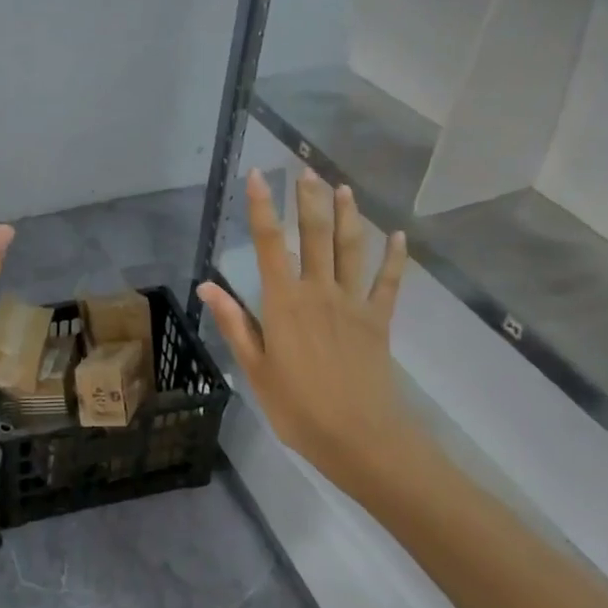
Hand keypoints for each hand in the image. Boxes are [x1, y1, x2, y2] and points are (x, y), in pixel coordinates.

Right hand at [197, 168, 423, 495]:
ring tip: (343, 187)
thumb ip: (235, 323)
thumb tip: (208, 285)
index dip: (262, 208)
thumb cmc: (297, 408)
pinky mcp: (380, 320)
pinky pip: (390, 283)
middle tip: (305, 169)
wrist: (359, 438)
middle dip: (308, 199)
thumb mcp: (255, 368)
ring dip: (348, 216)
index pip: (269, 244)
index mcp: (284, 303)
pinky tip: (400, 236)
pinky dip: (396, 258)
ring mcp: (354, 304)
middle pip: (314, 235)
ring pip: (351, 249)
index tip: (258, 176)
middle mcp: (319, 292)